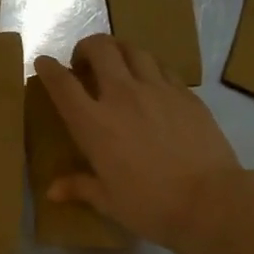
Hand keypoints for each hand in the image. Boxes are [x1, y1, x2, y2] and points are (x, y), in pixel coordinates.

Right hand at [34, 35, 240, 251]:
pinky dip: (148, 66)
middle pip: (100, 49)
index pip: (63, 84)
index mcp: (94, 123)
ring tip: (117, 63)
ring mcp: (158, 90)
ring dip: (118, 50)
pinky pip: (162, 67)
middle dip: (86, 47)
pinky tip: (150, 81)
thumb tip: (52, 191)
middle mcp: (122, 96)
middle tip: (84, 62)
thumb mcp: (108, 201)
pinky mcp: (186, 93)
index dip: (49, 69)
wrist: (210, 200)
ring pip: (133, 49)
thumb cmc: (150, 205)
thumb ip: (80, 187)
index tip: (43, 63)